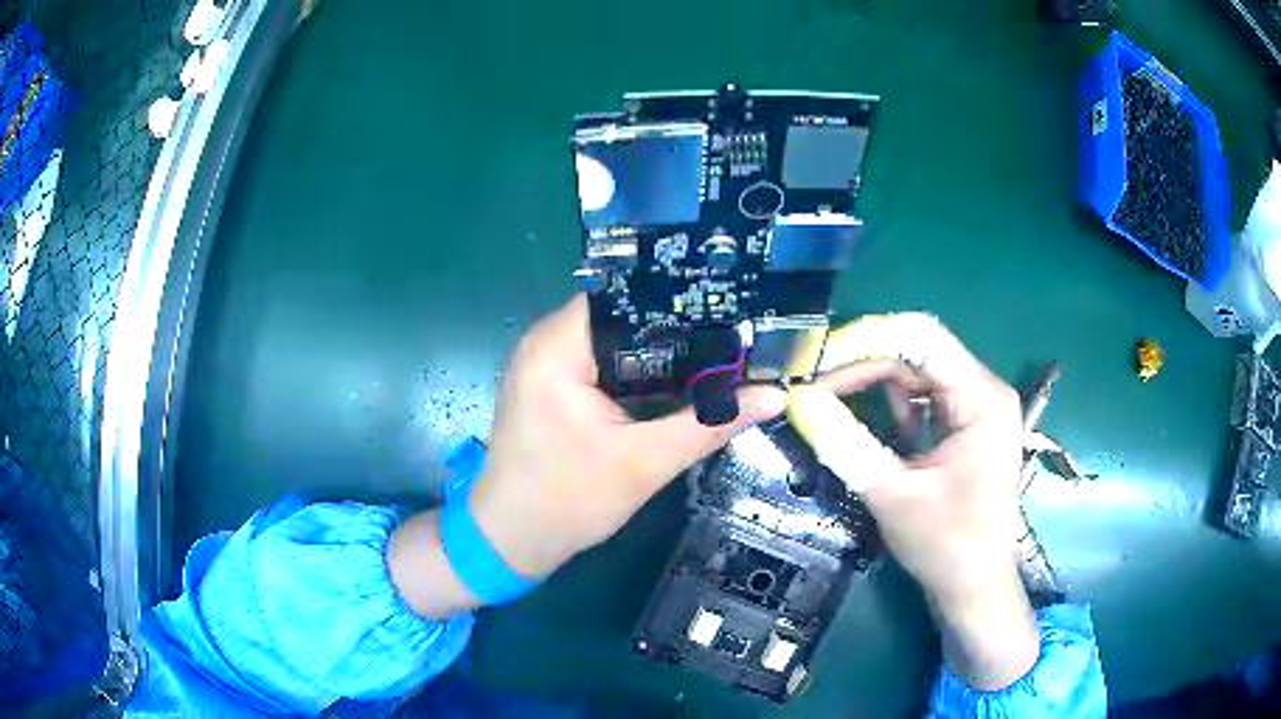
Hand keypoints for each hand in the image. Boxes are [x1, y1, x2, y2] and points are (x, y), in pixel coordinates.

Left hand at [471, 295, 785, 577]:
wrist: (510, 541)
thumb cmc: (567, 502)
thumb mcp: (645, 463)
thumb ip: (710, 425)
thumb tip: (773, 396)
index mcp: (557, 348)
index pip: (625, 296)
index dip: (678, 301)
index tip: (729, 311)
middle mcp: (544, 342)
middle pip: (621, 314)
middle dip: (676, 326)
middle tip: (734, 334)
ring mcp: (543, 363)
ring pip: (612, 338)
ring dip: (658, 349)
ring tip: (716, 351)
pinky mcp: (549, 385)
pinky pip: (600, 360)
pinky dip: (635, 368)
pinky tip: (675, 379)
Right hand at [788, 313, 1037, 689]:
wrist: (974, 589)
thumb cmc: (946, 546)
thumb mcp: (892, 495)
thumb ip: (845, 443)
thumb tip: (796, 399)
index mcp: (981, 397)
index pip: (921, 339)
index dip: (865, 341)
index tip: (816, 361)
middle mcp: (983, 389)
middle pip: (917, 351)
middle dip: (862, 360)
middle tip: (811, 382)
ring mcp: (974, 407)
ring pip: (915, 371)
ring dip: (870, 378)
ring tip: (823, 392)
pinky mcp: (963, 425)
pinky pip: (920, 397)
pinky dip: (886, 400)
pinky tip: (856, 409)